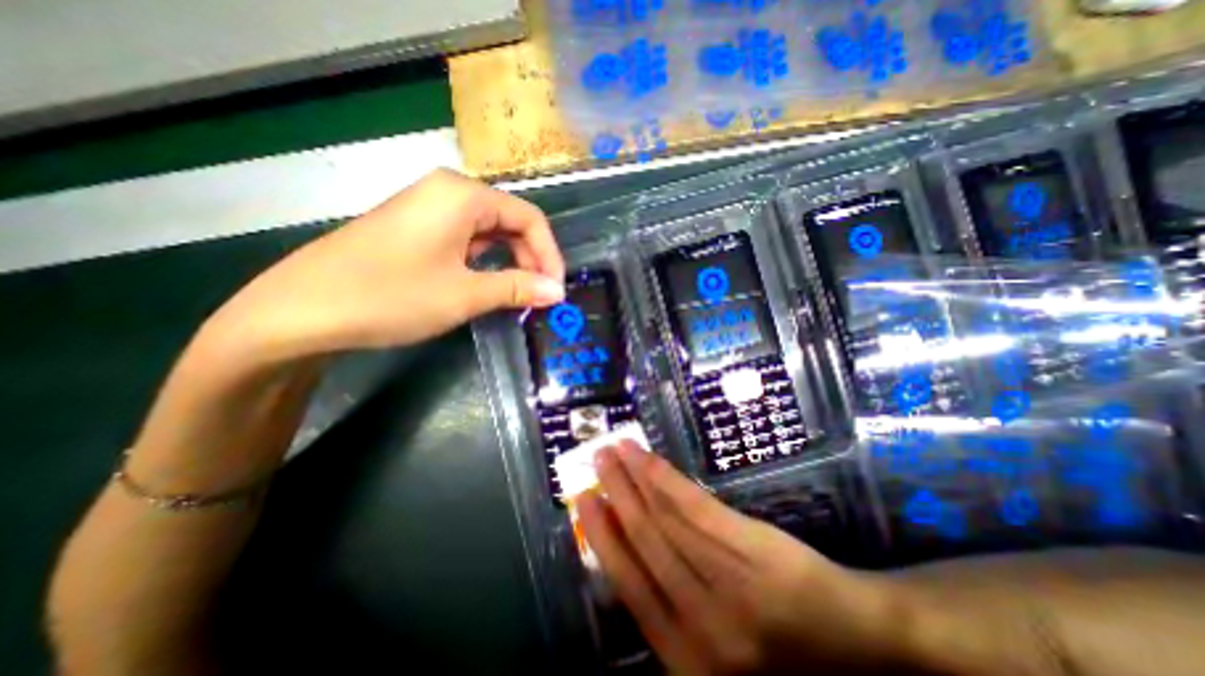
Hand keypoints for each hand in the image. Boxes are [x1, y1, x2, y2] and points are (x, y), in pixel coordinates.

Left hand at [204, 166, 568, 357]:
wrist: (301, 310)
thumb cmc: (391, 296)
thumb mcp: (465, 294)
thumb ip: (518, 288)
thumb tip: (558, 292)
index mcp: (463, 196)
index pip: (529, 218)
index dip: (549, 255)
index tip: (556, 290)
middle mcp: (448, 192)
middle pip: (510, 221)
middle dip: (531, 259)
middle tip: (538, 296)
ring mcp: (429, 208)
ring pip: (489, 231)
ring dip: (510, 262)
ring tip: (518, 295)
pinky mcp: (416, 227)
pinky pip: (466, 239)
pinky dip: (485, 262)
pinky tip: (487, 284)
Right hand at [580, 443, 909, 675]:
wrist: (859, 643)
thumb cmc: (783, 654)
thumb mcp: (716, 653)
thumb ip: (671, 612)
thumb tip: (628, 556)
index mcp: (686, 656)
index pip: (629, 584)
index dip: (602, 536)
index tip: (584, 499)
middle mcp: (699, 620)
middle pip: (644, 541)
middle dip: (614, 494)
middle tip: (596, 460)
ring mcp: (726, 580)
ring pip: (665, 519)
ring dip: (634, 479)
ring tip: (615, 449)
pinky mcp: (748, 546)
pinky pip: (695, 507)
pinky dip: (665, 480)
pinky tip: (648, 458)